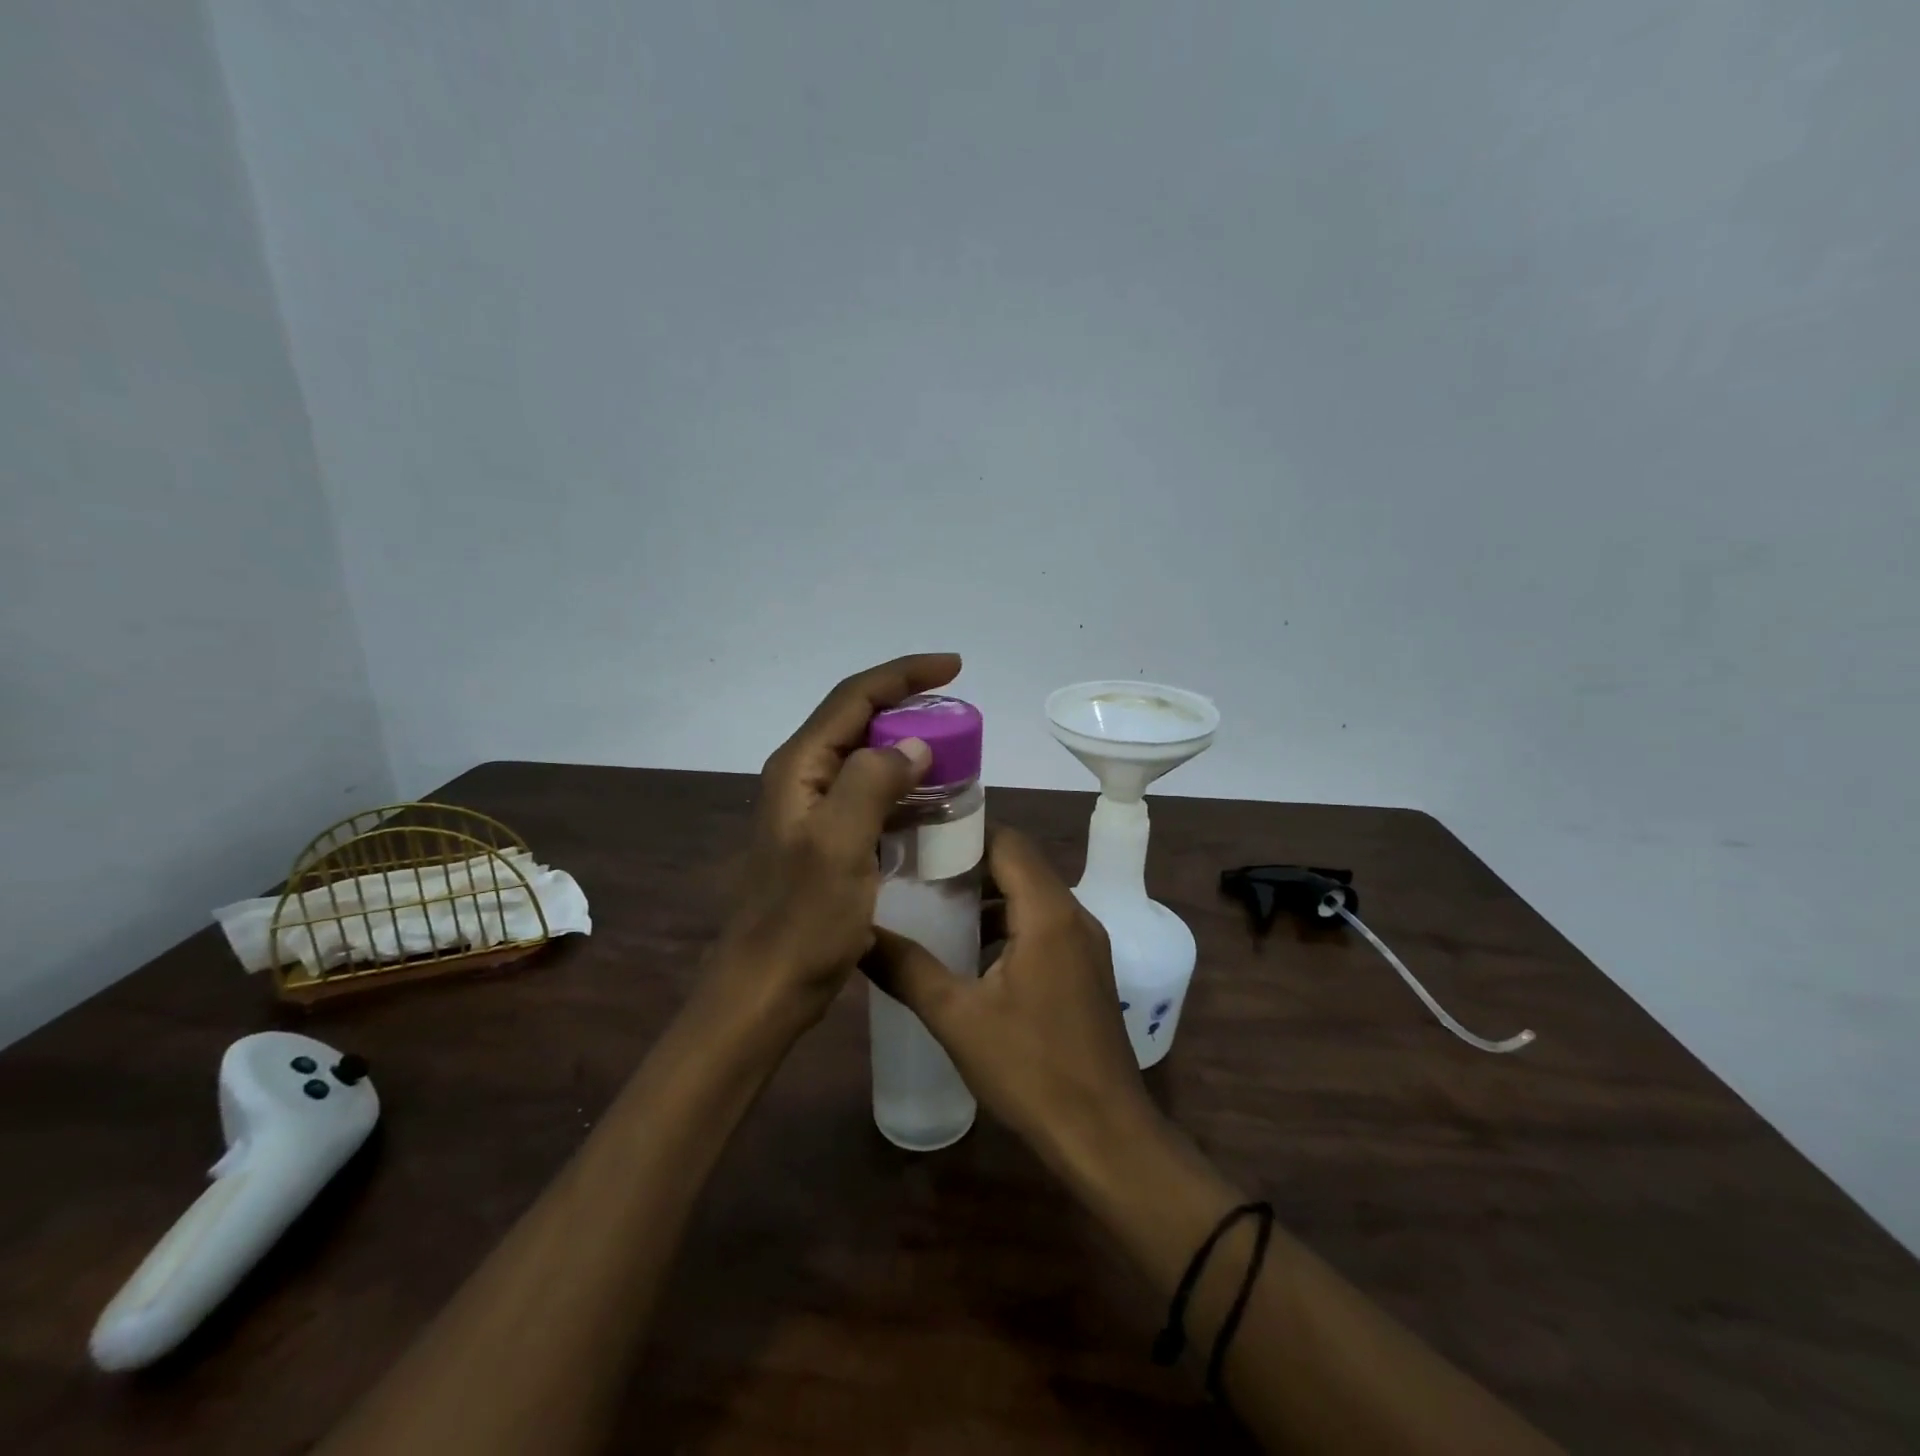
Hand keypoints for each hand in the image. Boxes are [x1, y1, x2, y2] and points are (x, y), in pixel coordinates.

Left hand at [711, 653, 960, 1027]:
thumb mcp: (839, 846)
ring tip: (955, 750)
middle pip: (860, 720)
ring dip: (909, 747)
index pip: (855, 697)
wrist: (769, 985)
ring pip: (868, 758)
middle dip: (909, 706)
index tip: (954, 667)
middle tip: (959, 714)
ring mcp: (814, 809)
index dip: (904, 674)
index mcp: (800, 767)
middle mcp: (803, 777)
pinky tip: (932, 802)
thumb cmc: (803, 919)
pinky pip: (872, 795)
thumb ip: (872, 784)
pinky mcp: (828, 838)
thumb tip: (914, 745)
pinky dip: (904, 788)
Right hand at [864, 828, 1156, 1168]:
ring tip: (936, 906)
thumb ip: (907, 969)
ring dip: (989, 895)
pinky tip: (973, 953)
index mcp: (1048, 912)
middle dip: (970, 862)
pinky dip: (1009, 923)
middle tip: (916, 869)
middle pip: (1020, 864)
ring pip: (1033, 896)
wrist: (1105, 1135)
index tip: (918, 837)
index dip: (963, 832)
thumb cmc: (1031, 1070)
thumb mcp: (958, 1018)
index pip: (1007, 841)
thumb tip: (859, 933)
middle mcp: (1075, 915)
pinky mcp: (1087, 969)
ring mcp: (1086, 943)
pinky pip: (1044, 924)